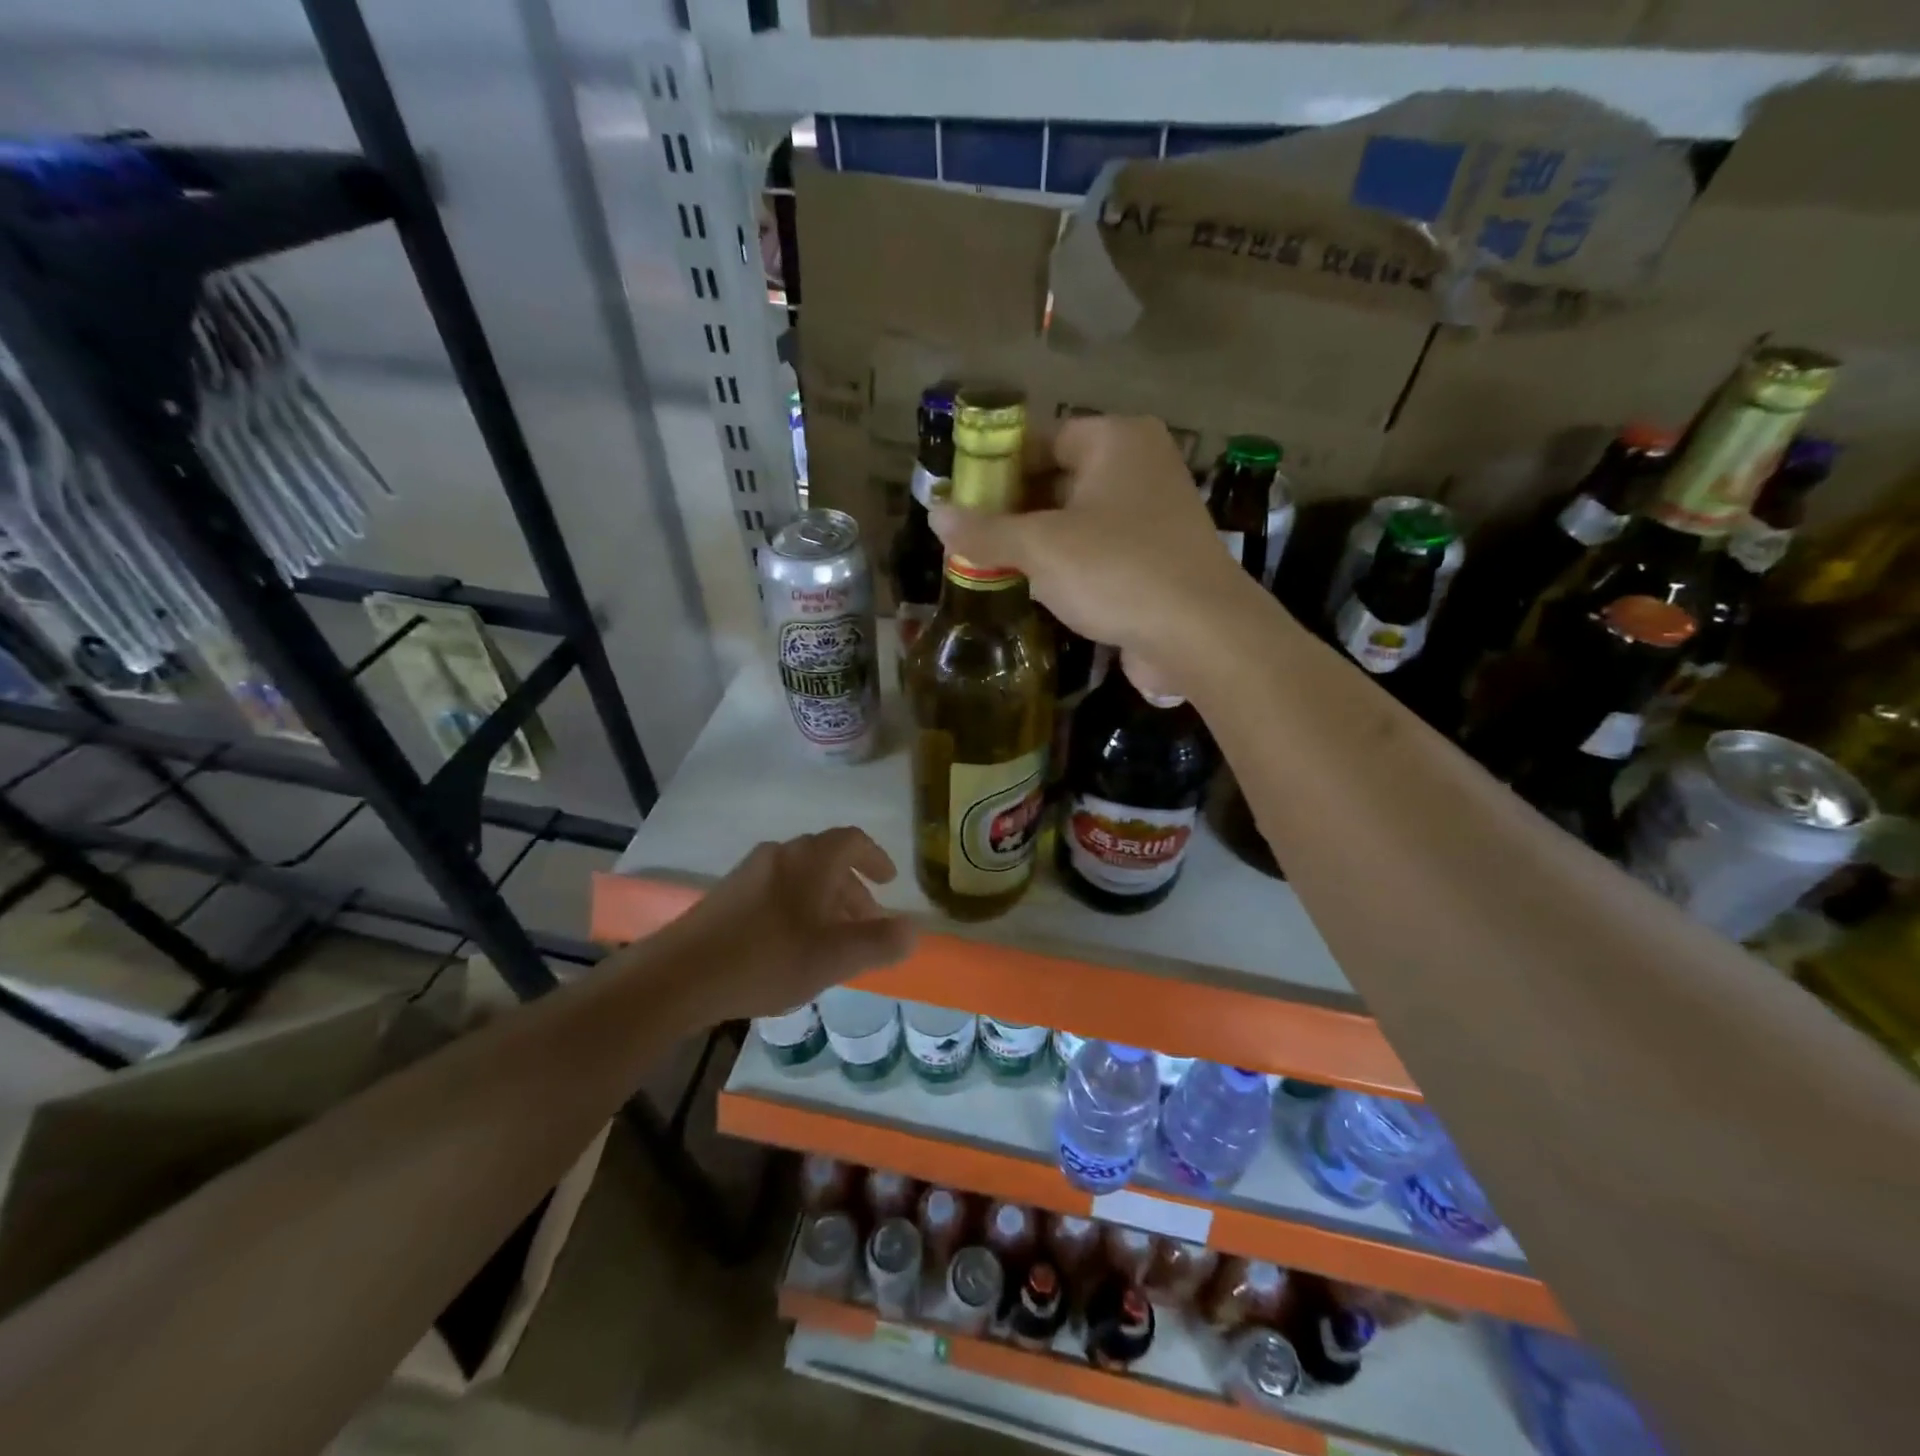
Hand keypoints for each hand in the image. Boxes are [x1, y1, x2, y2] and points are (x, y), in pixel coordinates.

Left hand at [660, 828, 915, 1019]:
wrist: (680, 975)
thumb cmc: (768, 959)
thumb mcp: (834, 957)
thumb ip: (879, 942)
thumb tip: (913, 930)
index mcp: (811, 859)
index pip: (853, 840)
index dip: (876, 858)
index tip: (889, 882)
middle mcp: (781, 854)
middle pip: (827, 860)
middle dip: (852, 889)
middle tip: (865, 923)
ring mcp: (750, 872)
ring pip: (800, 877)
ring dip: (824, 901)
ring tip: (831, 940)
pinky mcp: (727, 894)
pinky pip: (776, 890)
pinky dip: (797, 908)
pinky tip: (792, 946)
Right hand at [928, 416, 1258, 691]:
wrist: (1200, 635)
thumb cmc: (1117, 571)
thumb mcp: (1040, 547)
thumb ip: (985, 529)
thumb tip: (935, 513)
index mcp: (1116, 440)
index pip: (1043, 438)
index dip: (998, 467)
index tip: (963, 499)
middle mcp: (1140, 466)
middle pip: (1060, 478)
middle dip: (1014, 509)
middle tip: (971, 537)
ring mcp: (1154, 514)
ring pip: (1078, 518)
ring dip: (1038, 541)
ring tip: (993, 564)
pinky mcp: (1157, 558)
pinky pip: (1100, 549)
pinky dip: (1068, 564)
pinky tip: (1037, 589)